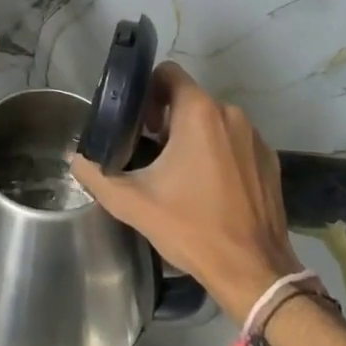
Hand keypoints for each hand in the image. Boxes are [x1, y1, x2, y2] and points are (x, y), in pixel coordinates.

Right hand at [70, 62, 300, 320]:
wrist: (253, 272)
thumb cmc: (191, 228)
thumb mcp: (133, 203)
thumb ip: (98, 176)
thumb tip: (77, 160)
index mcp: (199, 113)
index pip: (168, 73)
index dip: (147, 90)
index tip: (139, 121)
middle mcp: (230, 114)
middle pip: (190, 98)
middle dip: (167, 117)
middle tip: (151, 150)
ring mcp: (255, 137)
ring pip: (214, 120)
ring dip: (193, 135)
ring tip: (179, 172)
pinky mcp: (269, 160)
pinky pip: (235, 141)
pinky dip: (219, 152)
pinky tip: (208, 187)